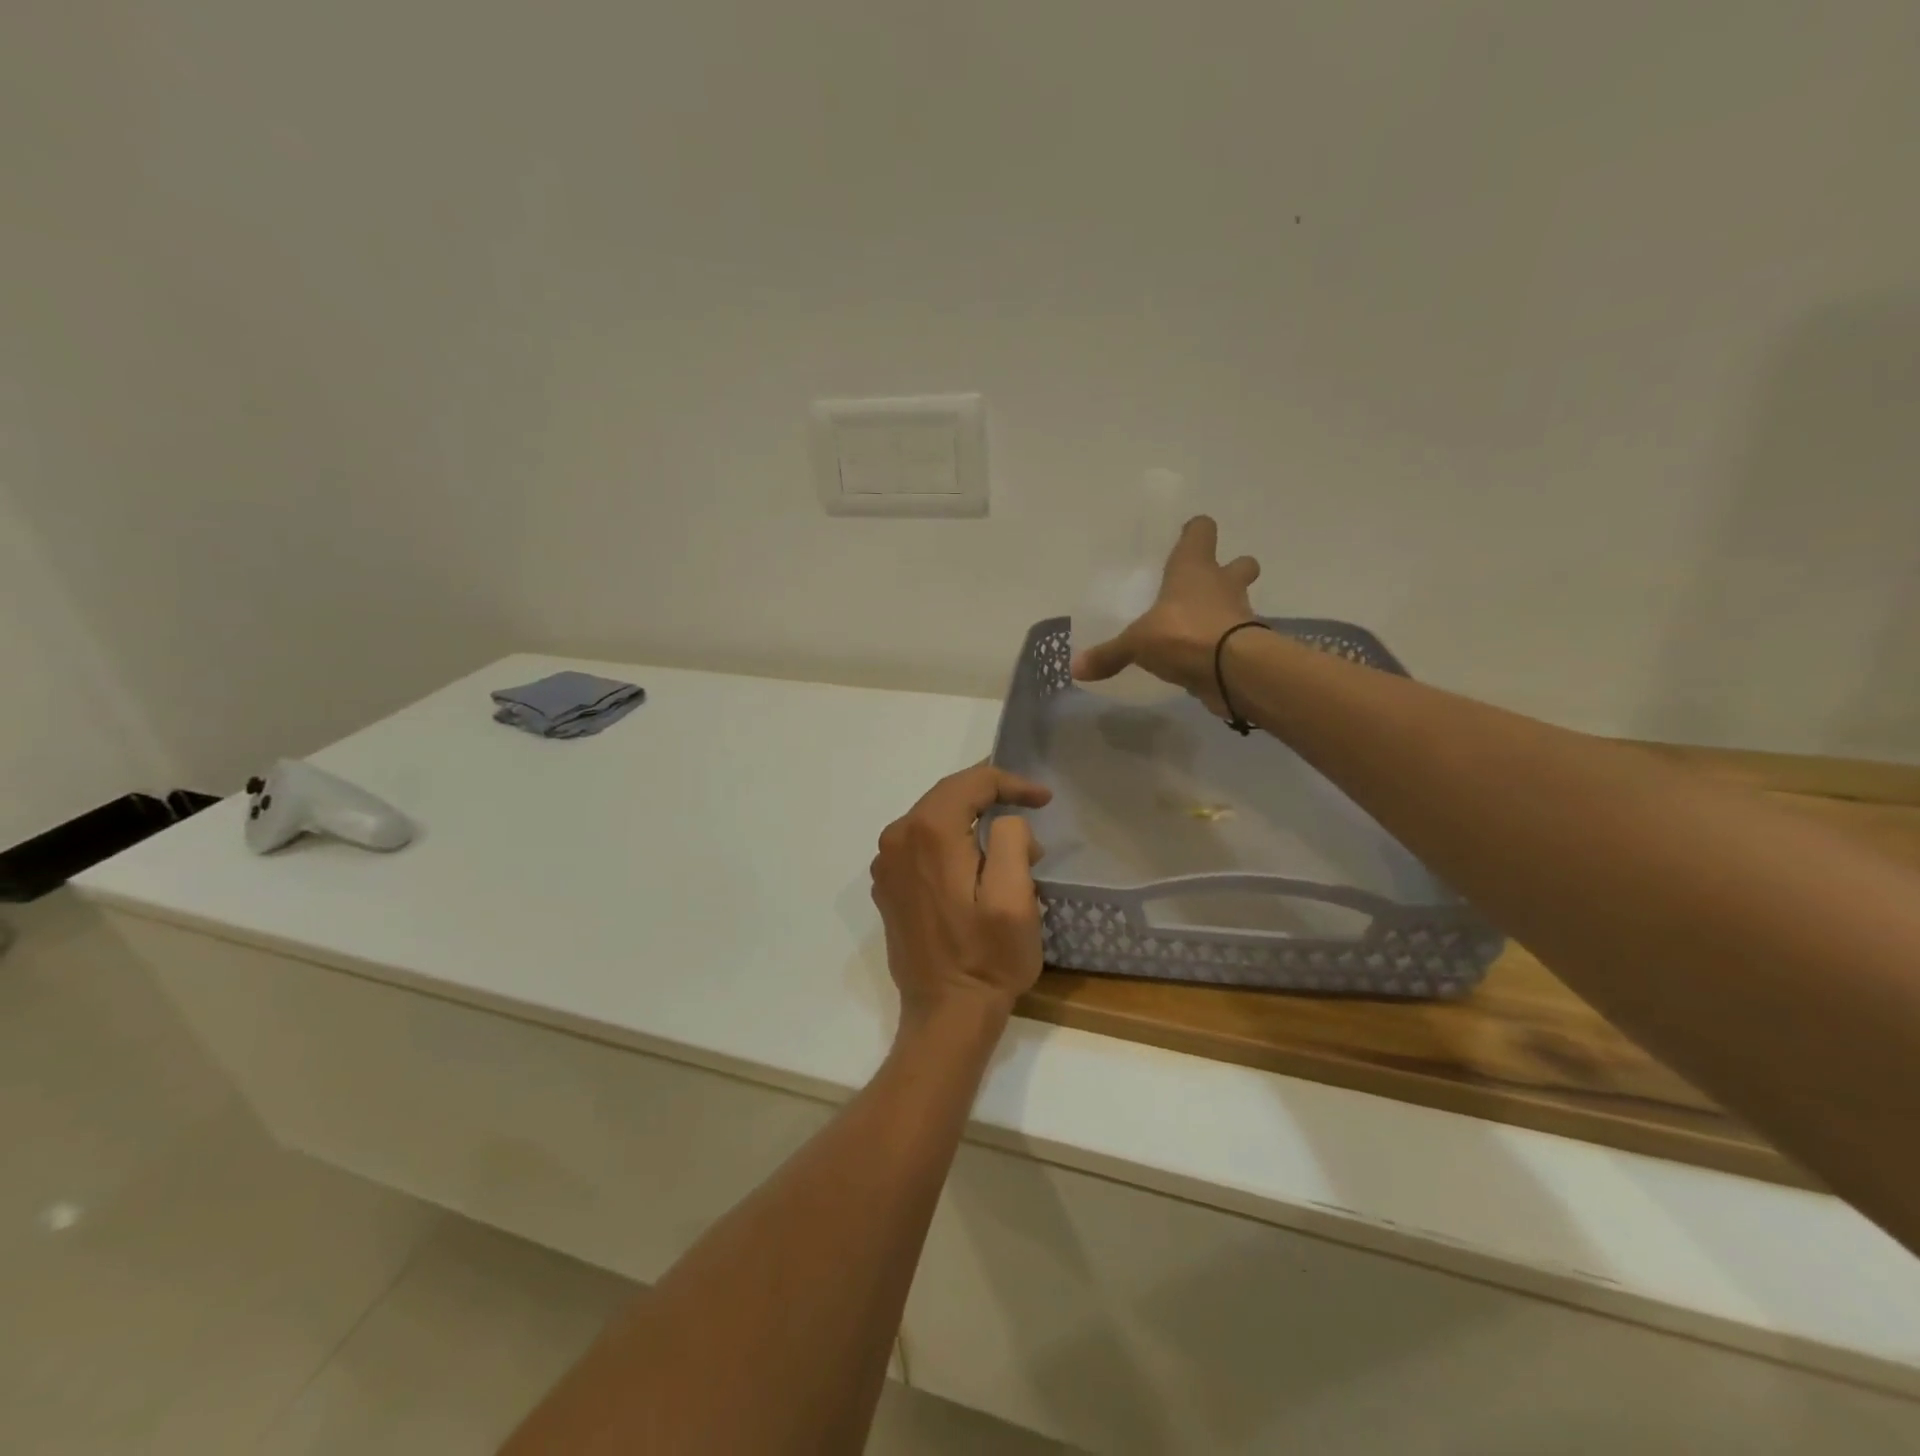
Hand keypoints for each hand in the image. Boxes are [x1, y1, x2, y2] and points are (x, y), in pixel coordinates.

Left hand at [870, 765, 1052, 1028]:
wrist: (946, 1015)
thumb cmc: (987, 958)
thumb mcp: (1014, 897)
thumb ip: (1010, 839)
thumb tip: (1004, 822)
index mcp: (928, 833)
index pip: (971, 782)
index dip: (1011, 783)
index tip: (1043, 799)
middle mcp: (897, 838)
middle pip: (948, 795)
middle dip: (991, 796)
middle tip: (1030, 808)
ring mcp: (886, 864)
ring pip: (933, 818)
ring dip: (971, 819)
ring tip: (1009, 839)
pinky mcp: (887, 886)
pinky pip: (920, 844)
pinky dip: (949, 841)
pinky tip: (974, 861)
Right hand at [1071, 515, 1261, 710]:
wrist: (1233, 669)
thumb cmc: (1182, 634)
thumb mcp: (1136, 644)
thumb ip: (1109, 654)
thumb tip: (1076, 667)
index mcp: (1193, 568)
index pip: (1201, 531)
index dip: (1194, 532)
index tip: (1185, 538)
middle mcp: (1222, 584)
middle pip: (1240, 563)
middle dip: (1230, 569)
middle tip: (1206, 586)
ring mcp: (1241, 613)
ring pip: (1240, 601)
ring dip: (1227, 609)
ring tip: (1201, 626)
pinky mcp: (1249, 644)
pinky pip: (1236, 637)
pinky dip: (1224, 644)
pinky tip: (1205, 657)